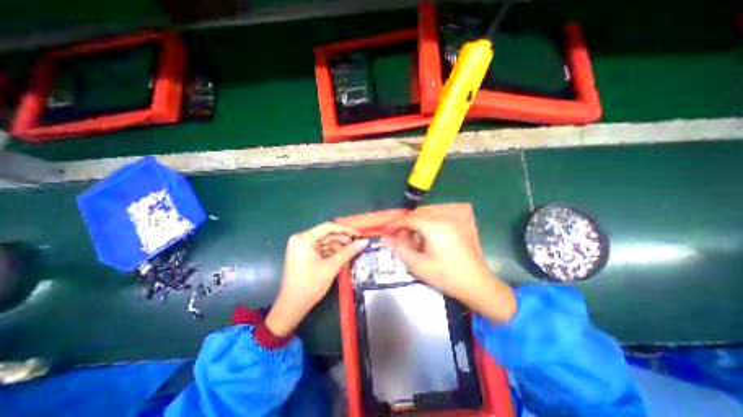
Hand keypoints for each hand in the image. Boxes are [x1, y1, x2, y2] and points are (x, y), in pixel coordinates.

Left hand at [268, 221, 370, 334]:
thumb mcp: (331, 267)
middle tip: (359, 244)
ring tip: (353, 252)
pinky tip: (344, 257)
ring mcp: (303, 247)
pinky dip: (333, 252)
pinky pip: (322, 249)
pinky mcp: (305, 255)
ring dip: (339, 247)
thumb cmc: (310, 285)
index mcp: (304, 239)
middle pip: (327, 234)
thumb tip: (364, 242)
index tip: (359, 234)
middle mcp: (302, 239)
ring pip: (326, 242)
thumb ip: (348, 252)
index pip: (328, 227)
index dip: (345, 229)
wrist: (292, 307)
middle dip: (343, 239)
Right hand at [383, 215, 518, 322]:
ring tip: (414, 244)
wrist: (477, 285)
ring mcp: (453, 222)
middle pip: (418, 216)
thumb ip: (399, 248)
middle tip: (401, 241)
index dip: (396, 224)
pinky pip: (437, 221)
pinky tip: (427, 243)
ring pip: (427, 218)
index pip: (409, 218)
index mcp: (435, 226)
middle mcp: (444, 219)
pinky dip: (427, 229)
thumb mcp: (418, 264)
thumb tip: (385, 238)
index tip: (386, 232)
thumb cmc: (446, 275)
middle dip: (406, 226)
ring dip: (417, 227)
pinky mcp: (458, 227)